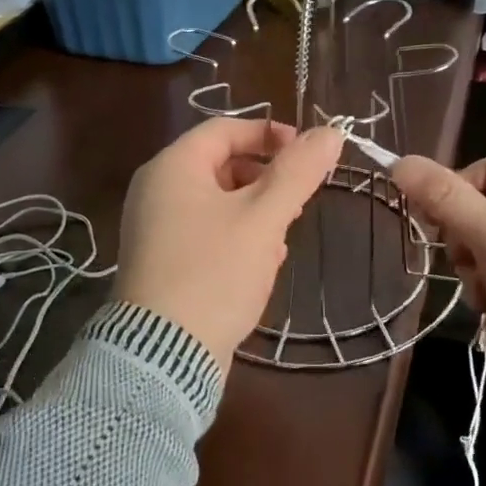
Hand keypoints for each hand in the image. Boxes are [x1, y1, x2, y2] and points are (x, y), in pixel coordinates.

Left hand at [116, 118, 345, 370]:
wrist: (162, 357)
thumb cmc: (214, 273)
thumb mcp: (263, 218)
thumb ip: (298, 172)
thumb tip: (331, 132)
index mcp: (173, 166)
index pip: (226, 129)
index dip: (270, 134)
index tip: (308, 154)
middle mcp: (156, 189)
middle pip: (221, 164)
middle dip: (266, 179)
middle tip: (297, 202)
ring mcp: (155, 227)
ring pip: (217, 201)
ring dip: (255, 211)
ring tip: (282, 238)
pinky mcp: (161, 261)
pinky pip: (205, 231)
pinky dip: (236, 236)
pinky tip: (261, 263)